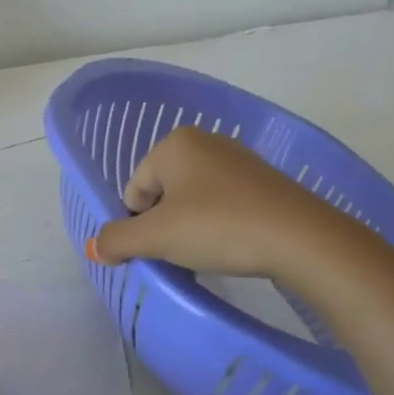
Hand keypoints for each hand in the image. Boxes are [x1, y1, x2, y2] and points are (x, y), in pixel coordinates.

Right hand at [89, 126, 315, 277]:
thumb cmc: (218, 227)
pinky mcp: (265, 181)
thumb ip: (118, 239)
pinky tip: (232, 245)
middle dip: (165, 223)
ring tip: (207, 253)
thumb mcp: (158, 237)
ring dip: (191, 226)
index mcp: (175, 143)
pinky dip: (220, 223)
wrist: (301, 238)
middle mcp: (206, 141)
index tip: (157, 249)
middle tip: (179, 253)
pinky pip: (225, 201)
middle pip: (164, 191)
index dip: (138, 223)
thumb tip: (92, 247)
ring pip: (195, 198)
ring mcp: (239, 159)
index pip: (135, 188)